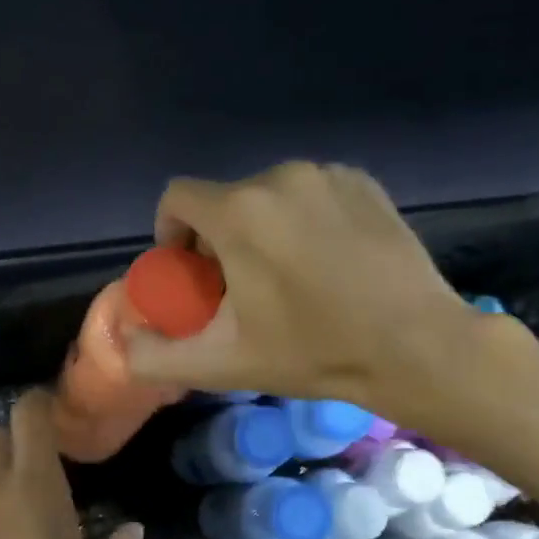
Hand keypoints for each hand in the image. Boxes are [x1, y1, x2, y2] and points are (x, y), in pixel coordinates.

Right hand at [125, 162, 495, 420]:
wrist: (415, 346)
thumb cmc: (313, 352)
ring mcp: (328, 174)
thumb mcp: (222, 364)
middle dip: (218, 238)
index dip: (171, 234)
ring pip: (268, 195)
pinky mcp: (365, 182)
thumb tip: (123, 343)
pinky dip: (303, 219)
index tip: (190, 273)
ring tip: (285, 276)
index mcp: (239, 212)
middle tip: (238, 288)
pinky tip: (325, 260)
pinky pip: (311, 192)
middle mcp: (280, 177)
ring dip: (261, 228)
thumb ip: (156, 357)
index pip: (176, 197)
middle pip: (224, 199)